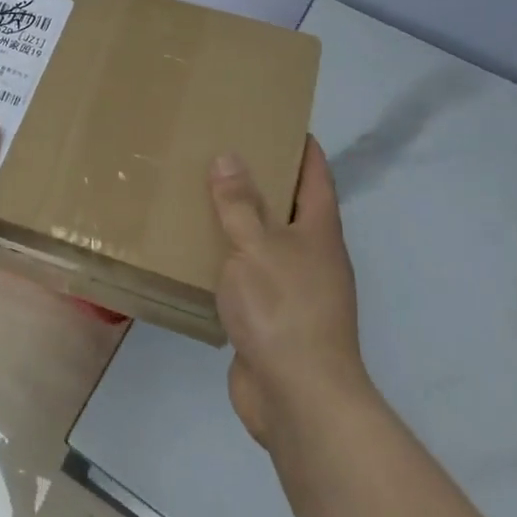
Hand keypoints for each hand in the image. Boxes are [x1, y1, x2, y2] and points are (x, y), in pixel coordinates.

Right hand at [209, 137, 370, 446]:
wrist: (298, 397)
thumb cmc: (283, 308)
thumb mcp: (256, 246)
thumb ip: (240, 204)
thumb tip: (229, 157)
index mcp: (319, 231)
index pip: (316, 174)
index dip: (302, 146)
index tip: (278, 120)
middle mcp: (312, 255)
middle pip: (291, 206)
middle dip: (263, 179)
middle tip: (222, 150)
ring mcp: (294, 289)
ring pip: (265, 241)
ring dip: (240, 220)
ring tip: (201, 194)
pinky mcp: (271, 317)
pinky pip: (248, 275)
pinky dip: (227, 259)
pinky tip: (197, 252)